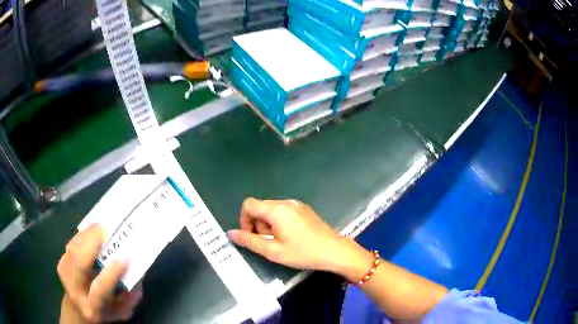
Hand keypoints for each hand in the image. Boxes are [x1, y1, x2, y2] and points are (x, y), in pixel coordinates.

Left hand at [57, 225, 141, 322]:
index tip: (124, 257)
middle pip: (80, 264)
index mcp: (93, 307)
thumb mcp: (121, 312)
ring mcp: (65, 277)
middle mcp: (75, 292)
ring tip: (98, 226)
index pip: (100, 289)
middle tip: (105, 230)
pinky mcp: (61, 265)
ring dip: (85, 236)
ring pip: (72, 251)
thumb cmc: (105, 313)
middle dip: (91, 244)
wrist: (78, 311)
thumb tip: (136, 273)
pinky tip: (89, 231)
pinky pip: (70, 246)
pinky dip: (79, 237)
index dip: (111, 273)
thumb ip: (130, 297)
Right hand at [228, 198, 372, 279]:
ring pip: (271, 210)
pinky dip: (279, 222)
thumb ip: (249, 241)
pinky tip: (290, 236)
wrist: (334, 251)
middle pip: (260, 207)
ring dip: (268, 224)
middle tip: (268, 242)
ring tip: (280, 241)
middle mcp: (285, 202)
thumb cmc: (303, 253)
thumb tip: (230, 233)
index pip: (248, 205)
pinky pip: (283, 211)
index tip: (252, 237)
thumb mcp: (273, 251)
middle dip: (257, 224)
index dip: (244, 220)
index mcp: (276, 210)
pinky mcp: (304, 209)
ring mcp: (296, 204)